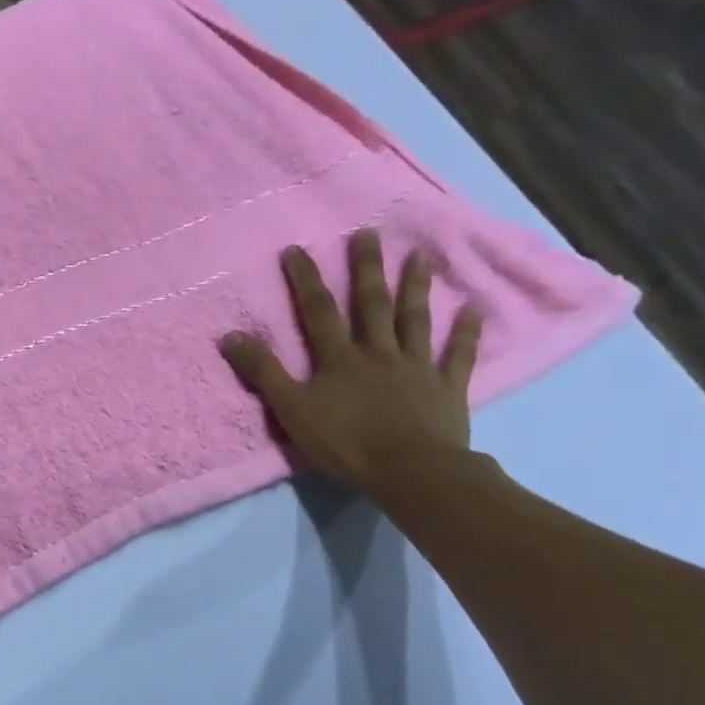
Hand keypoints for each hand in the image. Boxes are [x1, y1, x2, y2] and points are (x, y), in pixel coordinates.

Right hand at [219, 228, 483, 497]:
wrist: (409, 470)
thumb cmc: (345, 443)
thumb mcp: (292, 411)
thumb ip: (264, 373)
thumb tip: (231, 336)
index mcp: (339, 359)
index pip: (318, 312)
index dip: (305, 280)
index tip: (296, 250)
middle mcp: (378, 352)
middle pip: (371, 304)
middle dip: (366, 268)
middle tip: (369, 233)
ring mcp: (415, 367)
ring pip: (414, 320)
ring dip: (415, 288)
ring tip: (419, 256)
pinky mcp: (445, 387)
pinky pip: (457, 355)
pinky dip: (466, 332)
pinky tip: (474, 309)